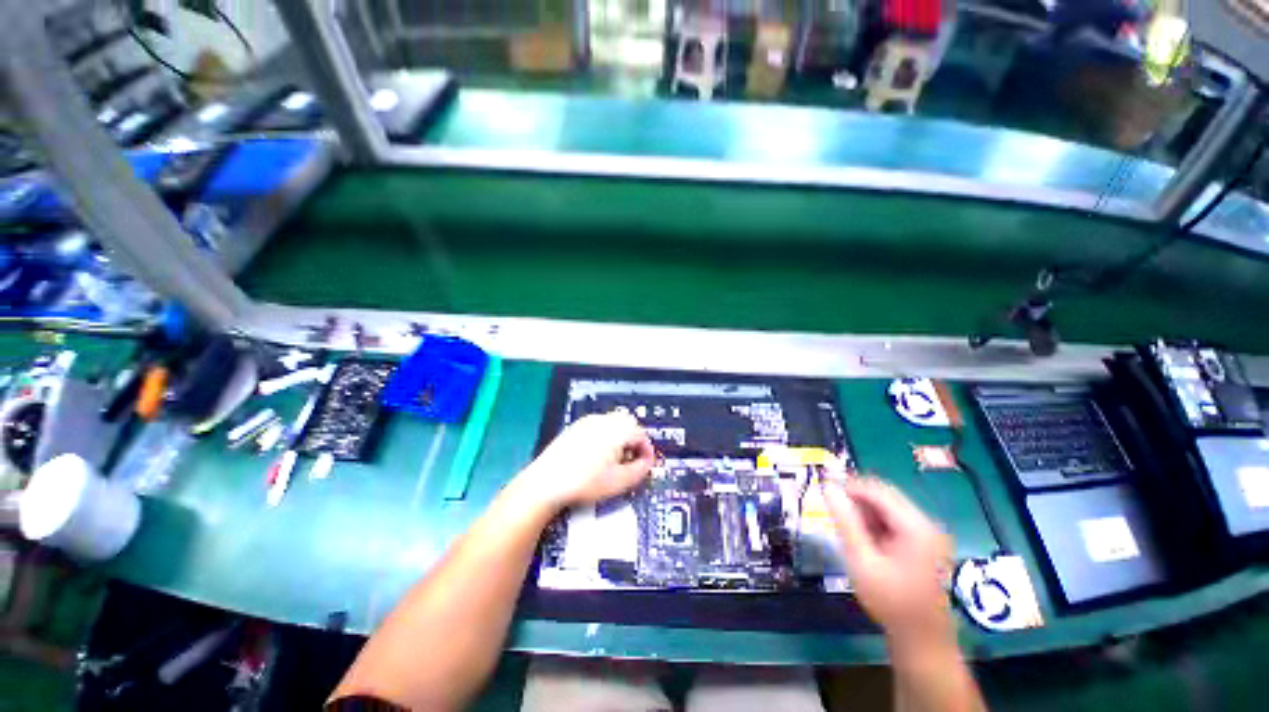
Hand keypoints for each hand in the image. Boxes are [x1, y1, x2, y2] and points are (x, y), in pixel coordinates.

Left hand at [515, 412, 655, 510]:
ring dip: (619, 436)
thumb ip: (640, 470)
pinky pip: (597, 425)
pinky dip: (604, 435)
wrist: (547, 482)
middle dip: (634, 439)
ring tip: (615, 458)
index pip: (640, 433)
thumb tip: (646, 462)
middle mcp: (603, 420)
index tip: (645, 464)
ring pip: (612, 422)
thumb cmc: (585, 483)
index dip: (646, 449)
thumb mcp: (619, 482)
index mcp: (616, 430)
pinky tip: (596, 455)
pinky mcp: (574, 427)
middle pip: (627, 422)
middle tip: (632, 459)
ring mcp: (587, 422)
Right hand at [822, 477, 955, 649]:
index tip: (824, 490)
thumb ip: (845, 522)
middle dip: (856, 498)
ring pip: (889, 507)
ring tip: (844, 525)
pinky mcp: (924, 544)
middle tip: (831, 508)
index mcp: (915, 527)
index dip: (850, 486)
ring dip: (864, 510)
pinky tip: (862, 537)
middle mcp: (926, 525)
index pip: (878, 491)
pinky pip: (894, 521)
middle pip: (886, 496)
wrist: (921, 638)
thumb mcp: (861, 561)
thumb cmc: (890, 601)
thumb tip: (828, 487)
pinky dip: (875, 522)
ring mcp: (927, 535)